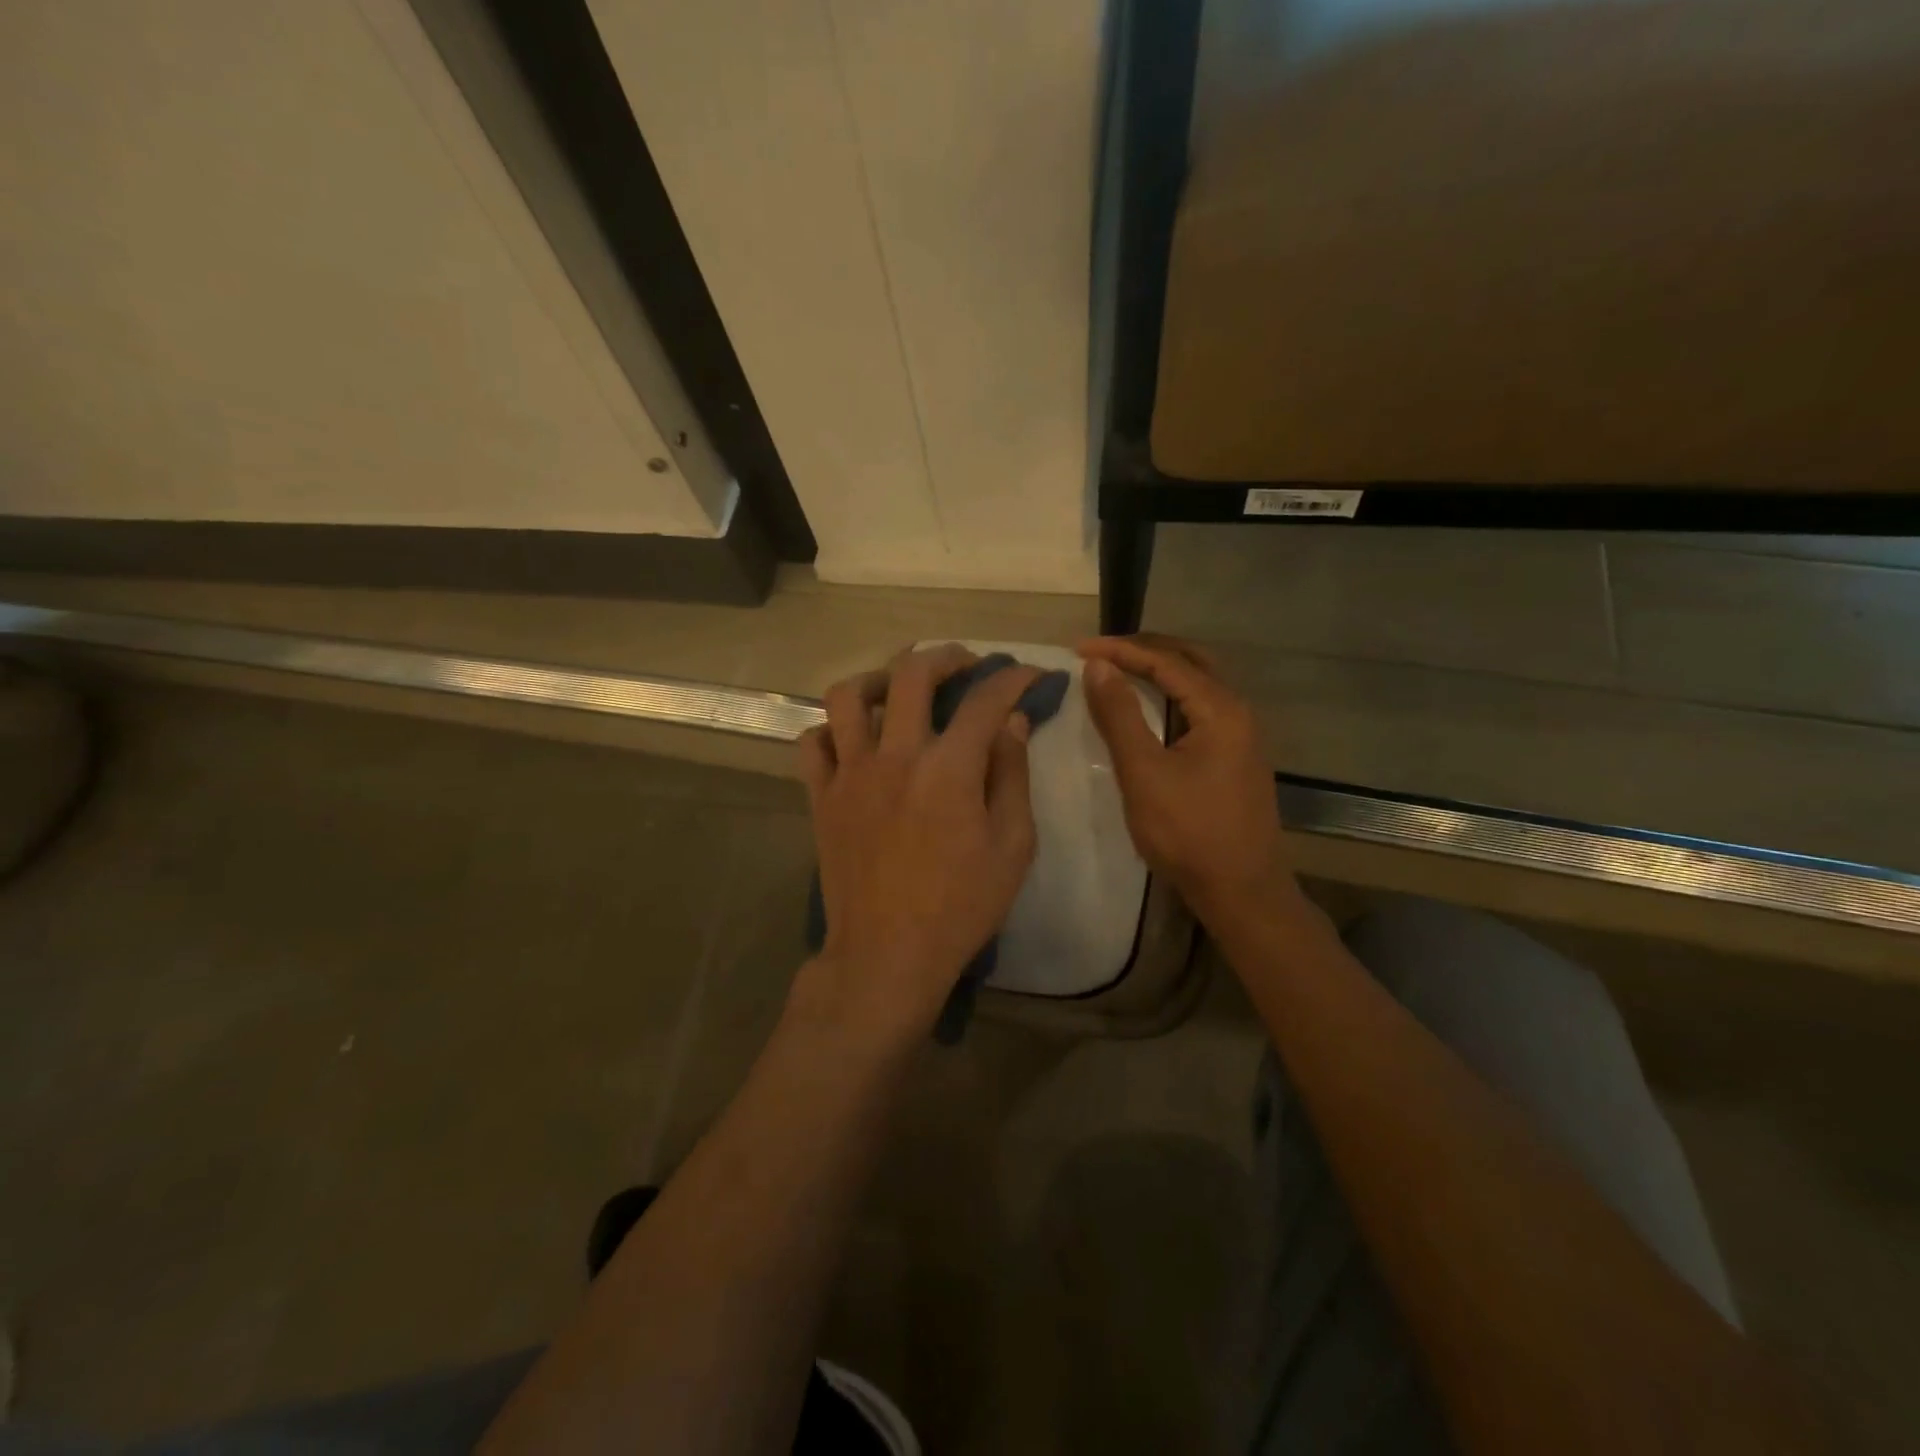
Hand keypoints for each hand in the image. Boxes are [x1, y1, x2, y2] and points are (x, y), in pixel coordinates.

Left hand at [797, 645, 1039, 1043]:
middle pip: (912, 674)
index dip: (1013, 677)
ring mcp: (850, 774)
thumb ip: (1012, 776)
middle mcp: (895, 756)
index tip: (1030, 674)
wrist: (887, 955)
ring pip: (848, 695)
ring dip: (878, 679)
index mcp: (949, 769)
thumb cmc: (960, 907)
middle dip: (946, 656)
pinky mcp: (821, 797)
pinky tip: (855, 740)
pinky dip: (833, 729)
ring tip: (898, 691)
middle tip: (964, 665)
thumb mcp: (1012, 847)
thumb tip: (1012, 723)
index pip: (985, 700)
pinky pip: (813, 742)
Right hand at [1079, 635, 1300, 925]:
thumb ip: (1120, 716)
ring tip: (1120, 670)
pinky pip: (1201, 708)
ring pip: (1199, 684)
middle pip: (1191, 661)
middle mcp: (1238, 712)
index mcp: (1221, 709)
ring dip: (1161, 670)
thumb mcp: (1144, 773)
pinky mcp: (1235, 757)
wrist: (1241, 891)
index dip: (1121, 650)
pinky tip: (1150, 708)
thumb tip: (1098, 666)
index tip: (1079, 649)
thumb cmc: (1188, 833)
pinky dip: (1172, 695)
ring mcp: (1241, 736)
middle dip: (1145, 650)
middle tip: (1102, 651)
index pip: (1166, 661)